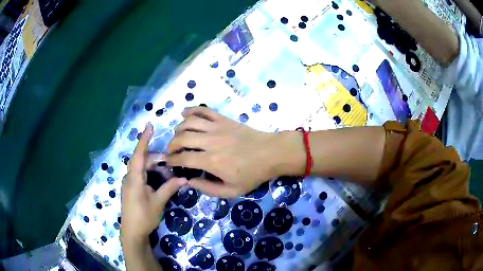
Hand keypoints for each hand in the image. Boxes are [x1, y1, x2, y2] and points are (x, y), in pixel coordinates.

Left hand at [121, 123, 186, 244]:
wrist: (132, 232)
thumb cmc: (143, 217)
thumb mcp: (158, 202)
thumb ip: (169, 188)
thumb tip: (184, 179)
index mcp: (134, 179)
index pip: (139, 154)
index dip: (144, 140)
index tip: (149, 125)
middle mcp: (130, 178)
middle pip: (142, 161)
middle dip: (157, 160)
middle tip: (172, 165)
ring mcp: (129, 183)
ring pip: (142, 168)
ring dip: (155, 169)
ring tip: (169, 176)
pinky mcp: (131, 189)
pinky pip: (140, 175)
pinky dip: (150, 174)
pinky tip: (159, 181)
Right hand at [166, 107, 302, 196]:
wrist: (271, 153)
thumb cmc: (252, 174)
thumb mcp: (232, 190)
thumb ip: (208, 189)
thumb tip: (190, 181)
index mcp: (211, 161)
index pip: (183, 158)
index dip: (171, 160)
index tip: (168, 162)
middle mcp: (210, 141)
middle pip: (181, 138)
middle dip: (171, 145)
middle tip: (171, 151)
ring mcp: (217, 127)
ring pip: (189, 122)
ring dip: (178, 128)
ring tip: (178, 136)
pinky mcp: (223, 119)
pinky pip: (204, 110)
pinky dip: (192, 110)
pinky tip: (185, 114)